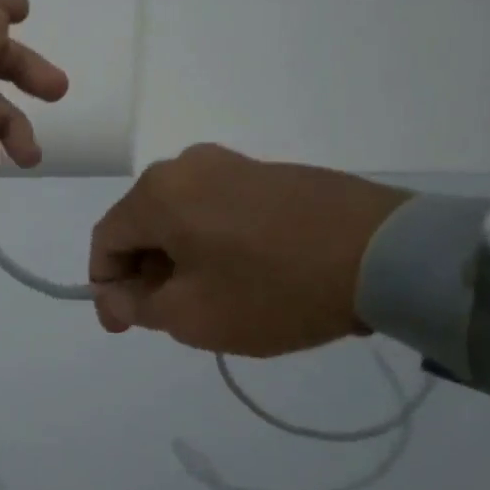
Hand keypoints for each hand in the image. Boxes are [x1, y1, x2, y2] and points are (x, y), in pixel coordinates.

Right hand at [88, 144, 408, 357]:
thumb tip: (112, 297)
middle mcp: (186, 166)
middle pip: (143, 225)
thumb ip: (139, 307)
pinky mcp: (269, 173)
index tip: (124, 326)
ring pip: (181, 218)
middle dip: (146, 274)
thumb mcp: (195, 315)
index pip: (105, 239)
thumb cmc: (274, 288)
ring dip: (180, 260)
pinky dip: (213, 243)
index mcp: (158, 193)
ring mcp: (231, 164)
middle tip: (170, 319)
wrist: (384, 254)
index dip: (105, 286)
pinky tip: (245, 275)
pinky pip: (218, 209)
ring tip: (212, 301)